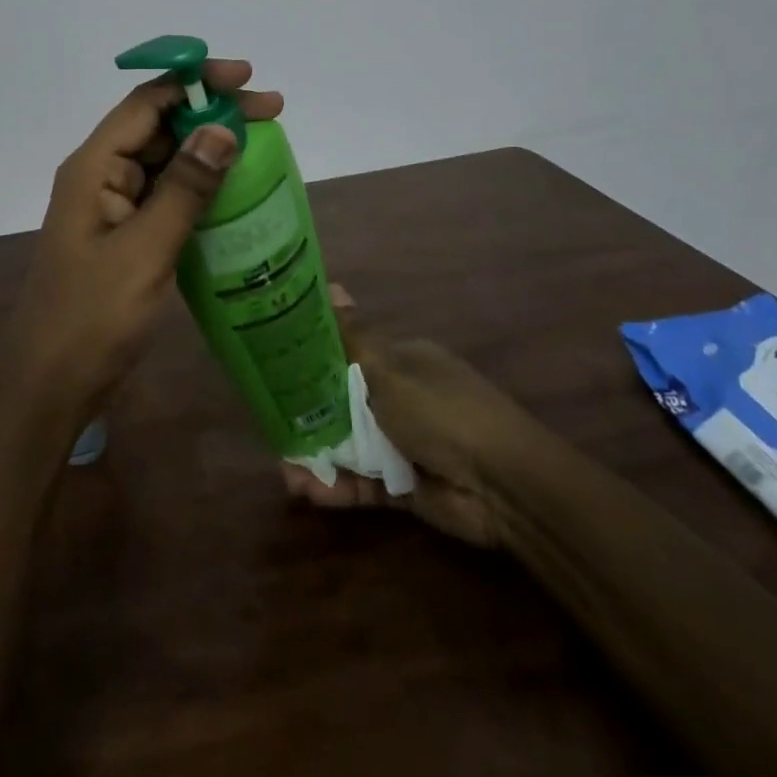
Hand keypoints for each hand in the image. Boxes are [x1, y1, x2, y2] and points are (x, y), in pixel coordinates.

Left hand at [9, 60, 283, 423]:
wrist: (51, 386)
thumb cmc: (92, 317)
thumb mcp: (145, 250)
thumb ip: (185, 189)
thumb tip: (222, 130)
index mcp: (93, 167)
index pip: (147, 103)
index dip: (195, 82)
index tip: (246, 78)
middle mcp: (100, 176)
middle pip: (158, 126)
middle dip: (211, 113)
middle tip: (271, 112)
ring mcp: (112, 207)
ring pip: (164, 160)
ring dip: (208, 148)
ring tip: (263, 143)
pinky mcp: (124, 235)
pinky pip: (165, 194)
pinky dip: (199, 185)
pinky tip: (234, 190)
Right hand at [282, 284, 525, 546]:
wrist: (504, 486)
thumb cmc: (442, 411)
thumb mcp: (389, 369)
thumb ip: (353, 337)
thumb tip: (333, 285)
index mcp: (401, 361)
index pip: (348, 354)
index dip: (313, 361)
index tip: (277, 369)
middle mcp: (399, 398)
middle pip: (342, 403)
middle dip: (308, 416)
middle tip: (272, 427)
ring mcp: (402, 443)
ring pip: (348, 446)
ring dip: (317, 456)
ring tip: (285, 473)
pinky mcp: (403, 486)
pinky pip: (362, 483)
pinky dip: (336, 487)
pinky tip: (305, 491)